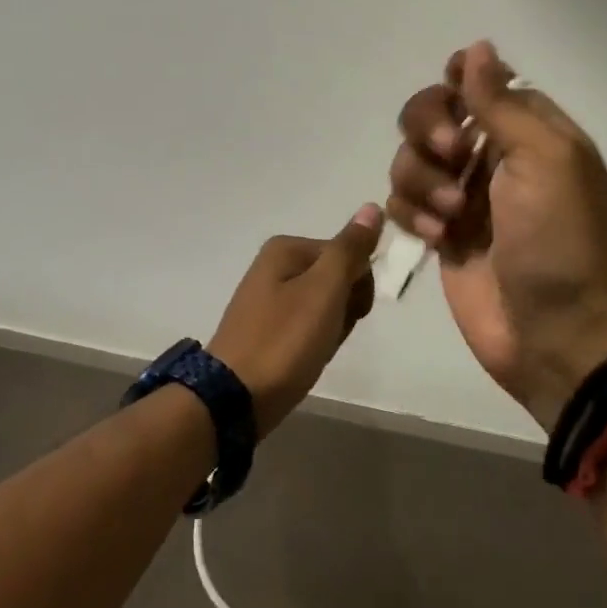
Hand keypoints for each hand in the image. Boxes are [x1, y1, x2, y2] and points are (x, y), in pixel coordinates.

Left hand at [207, 205, 384, 436]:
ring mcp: (267, 299)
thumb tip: (372, 207)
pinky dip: (313, 342)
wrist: (234, 400)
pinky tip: (304, 360)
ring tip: (315, 350)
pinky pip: (305, 326)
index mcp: (286, 248)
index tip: (350, 313)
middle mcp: (274, 265)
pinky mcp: (265, 329)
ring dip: (331, 328)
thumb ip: (350, 249)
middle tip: (329, 334)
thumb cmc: (285, 340)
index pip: (349, 254)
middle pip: (336, 278)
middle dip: (345, 308)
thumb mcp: (325, 290)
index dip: (359, 286)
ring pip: (324, 306)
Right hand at [388, 43, 606, 432]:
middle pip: (433, 111)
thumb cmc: (558, 239)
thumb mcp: (542, 159)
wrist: (554, 334)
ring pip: (410, 157)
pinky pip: (402, 201)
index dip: (458, 81)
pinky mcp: (439, 232)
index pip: (481, 81)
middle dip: (431, 128)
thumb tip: (477, 46)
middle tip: (452, 153)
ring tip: (451, 215)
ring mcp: (463, 195)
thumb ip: (501, 103)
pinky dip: (412, 214)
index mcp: (529, 130)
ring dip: (422, 179)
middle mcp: (493, 155)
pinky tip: (436, 239)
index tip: (451, 94)